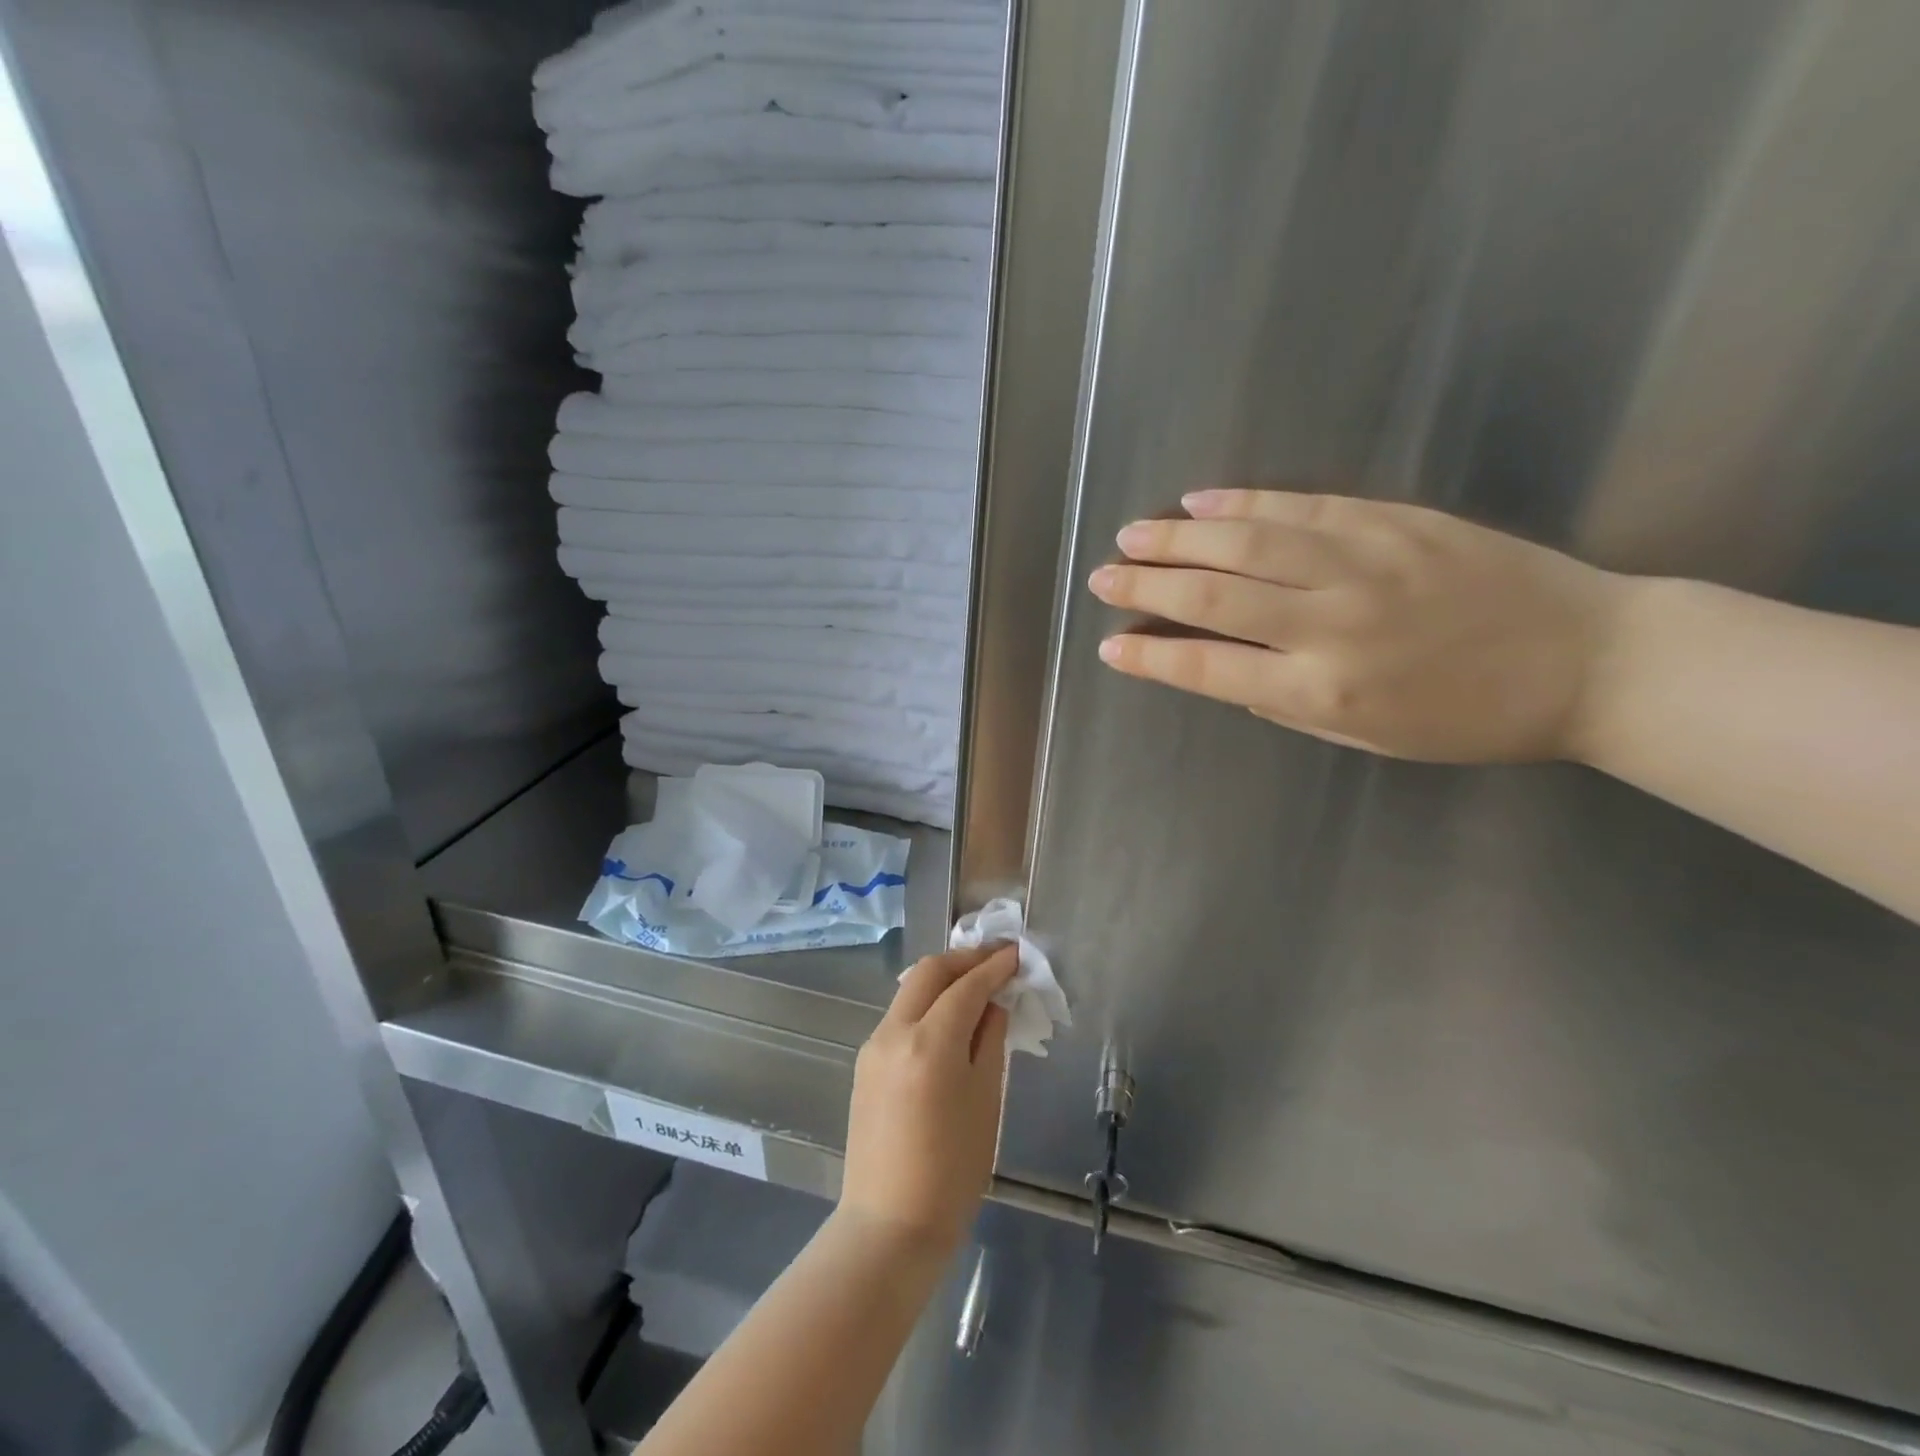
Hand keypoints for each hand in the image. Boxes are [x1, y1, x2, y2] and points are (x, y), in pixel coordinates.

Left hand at [838, 945, 1016, 1253]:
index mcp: (929, 1042)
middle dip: (964, 960)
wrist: (890, 1225)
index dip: (993, 966)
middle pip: (928, 973)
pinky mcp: (865, 1064)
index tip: (1015, 954)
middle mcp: (894, 1032)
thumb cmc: (952, 1170)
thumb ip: (990, 1041)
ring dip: (943, 980)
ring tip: (976, 985)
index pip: (966, 986)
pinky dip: (927, 1005)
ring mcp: (873, 1046)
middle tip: (995, 960)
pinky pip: (900, 1017)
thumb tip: (993, 1004)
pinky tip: (949, 1019)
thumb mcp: (986, 1101)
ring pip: (910, 991)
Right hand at [1088, 489, 1632, 763]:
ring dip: (1179, 539)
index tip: (1110, 647)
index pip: (1210, 670)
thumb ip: (1286, 702)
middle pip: (1214, 598)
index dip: (1152, 658)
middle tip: (1102, 578)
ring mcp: (1363, 565)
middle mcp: (1332, 625)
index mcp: (1324, 692)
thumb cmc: (1469, 717)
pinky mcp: (1393, 521)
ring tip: (1132, 535)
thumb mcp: (1367, 738)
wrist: (1589, 659)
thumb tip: (1223, 671)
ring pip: (1248, 544)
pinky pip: (1301, 507)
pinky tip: (1201, 502)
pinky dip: (1243, 504)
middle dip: (1147, 588)